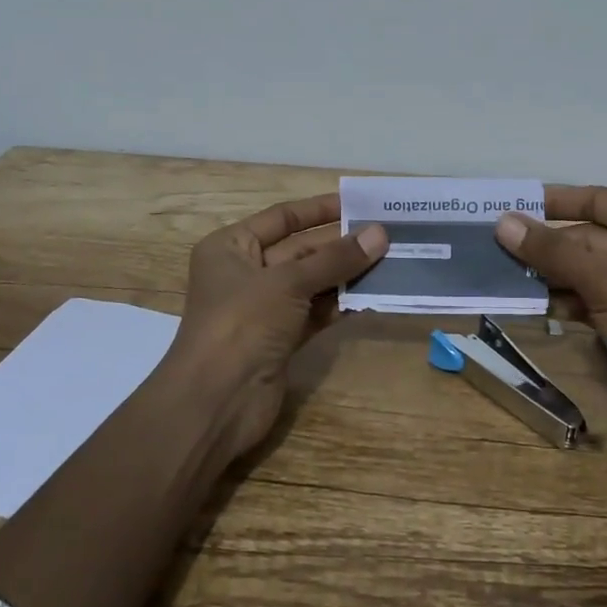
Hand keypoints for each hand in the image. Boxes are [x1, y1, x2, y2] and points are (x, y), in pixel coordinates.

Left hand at [167, 193, 387, 462]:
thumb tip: (380, 233)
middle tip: (387, 236)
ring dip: (346, 275)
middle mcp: (245, 273)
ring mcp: (263, 309)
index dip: (319, 210)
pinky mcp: (280, 340)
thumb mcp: (289, 282)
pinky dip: (340, 305)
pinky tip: (373, 296)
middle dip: (340, 245)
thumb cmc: (242, 323)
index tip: (359, 205)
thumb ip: (336, 258)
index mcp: (231, 247)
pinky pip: (315, 313)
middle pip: (300, 251)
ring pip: (311, 283)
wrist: (216, 401)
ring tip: (390, 262)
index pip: (281, 218)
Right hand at [495, 186, 606, 450]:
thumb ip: (552, 252)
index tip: (512, 204)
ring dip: (548, 275)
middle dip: (545, 246)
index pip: (599, 200)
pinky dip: (563, 301)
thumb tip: (503, 222)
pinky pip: (590, 299)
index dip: (555, 202)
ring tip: (500, 275)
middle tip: (494, 246)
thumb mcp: (605, 282)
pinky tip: (528, 304)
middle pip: (588, 238)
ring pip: (585, 271)